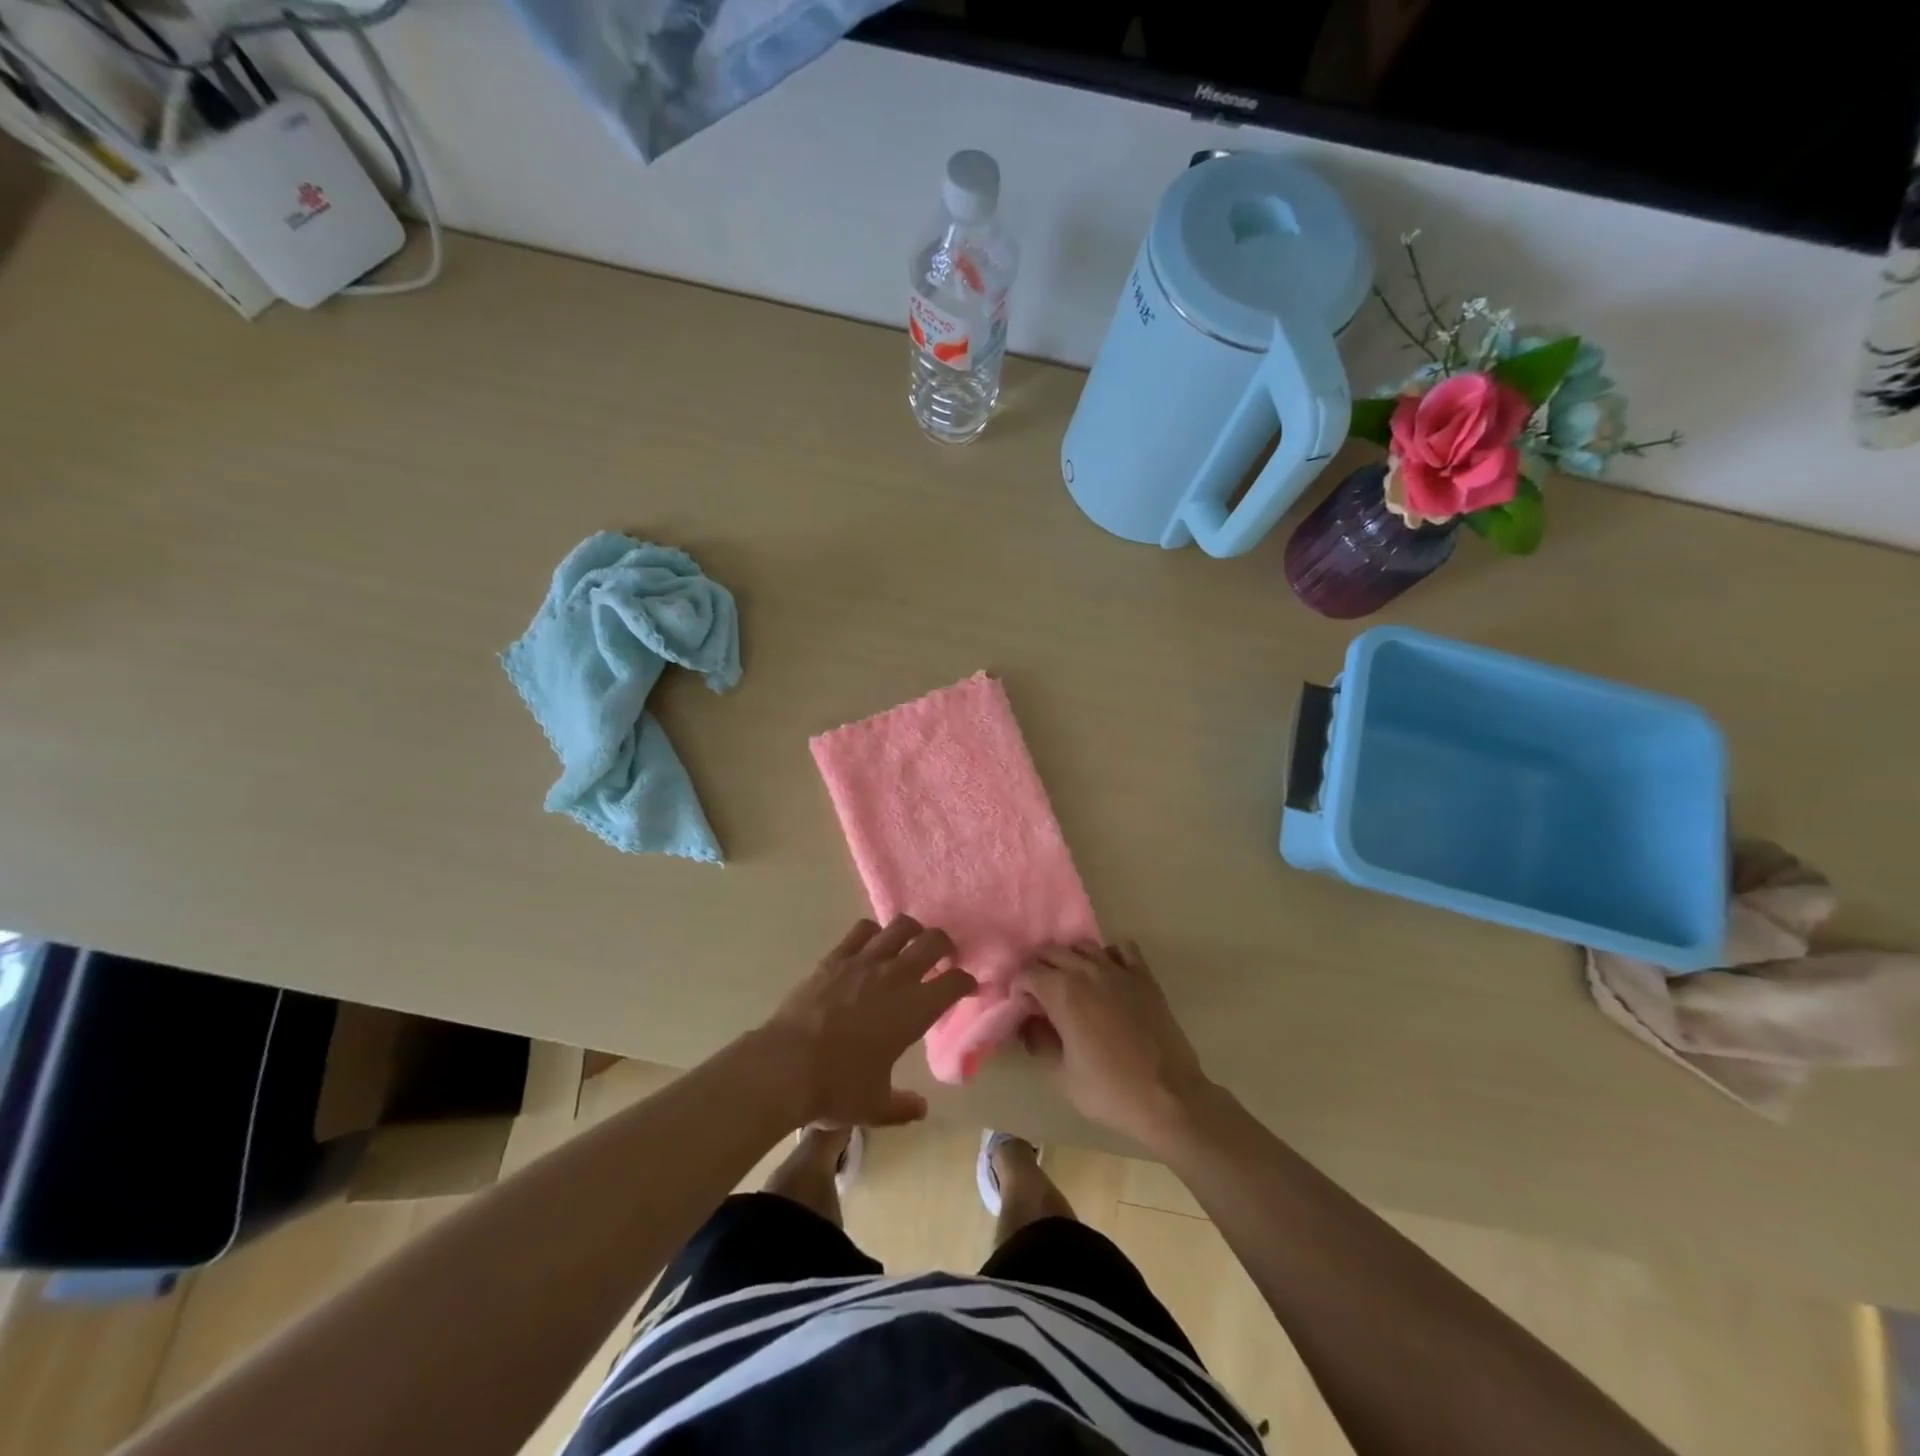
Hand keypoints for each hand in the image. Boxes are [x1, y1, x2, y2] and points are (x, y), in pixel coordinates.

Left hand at [758, 916, 975, 1127]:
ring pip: (900, 927)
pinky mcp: (835, 958)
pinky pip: (862, 931)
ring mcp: (864, 962)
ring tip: (912, 943)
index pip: (955, 983)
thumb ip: (902, 1107)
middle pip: (934, 942)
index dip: (967, 982)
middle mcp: (896, 977)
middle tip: (945, 957)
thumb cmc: (836, 1088)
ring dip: (913, 931)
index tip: (968, 987)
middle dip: (946, 946)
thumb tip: (920, 1109)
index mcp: (914, 1010)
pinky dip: (874, 933)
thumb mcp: (874, 1108)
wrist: (785, 1066)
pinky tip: (872, 945)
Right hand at [1017, 941, 1213, 1152]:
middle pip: (1051, 952)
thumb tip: (1030, 1024)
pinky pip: (1122, 949)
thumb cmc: (1110, 1090)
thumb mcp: (1062, 1074)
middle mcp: (1087, 970)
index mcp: (1062, 992)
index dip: (1018, 988)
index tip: (1021, 1008)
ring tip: (1069, 983)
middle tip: (1039, 996)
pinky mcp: (1144, 976)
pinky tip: (1107, 975)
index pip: (1027, 973)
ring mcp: (1118, 970)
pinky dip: (1108, 955)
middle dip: (1038, 969)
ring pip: (1083, 946)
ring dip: (1069, 959)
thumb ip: (1040, 1041)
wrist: (1169, 1097)